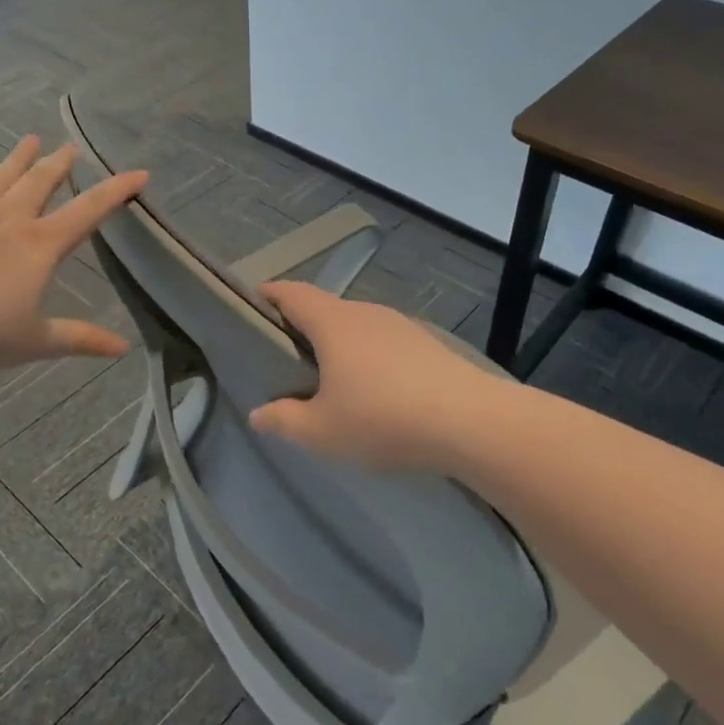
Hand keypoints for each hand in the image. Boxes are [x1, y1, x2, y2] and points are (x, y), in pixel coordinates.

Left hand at [0, 135, 145, 368]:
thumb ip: (80, 339)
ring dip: (15, 162)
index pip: (87, 211)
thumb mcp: (37, 340)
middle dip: (59, 164)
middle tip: (71, 147)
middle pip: (39, 184)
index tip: (139, 173)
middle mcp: (8, 224)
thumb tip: (123, 347)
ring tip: (29, 140)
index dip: (116, 191)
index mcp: (39, 246)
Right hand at [248, 282, 506, 472]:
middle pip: (324, 308)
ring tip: (328, 375)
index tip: (254, 299)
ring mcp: (400, 326)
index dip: (270, 293)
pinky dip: (366, 355)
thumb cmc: (383, 419)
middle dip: (302, 323)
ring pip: (356, 325)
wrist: (470, 421)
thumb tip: (258, 413)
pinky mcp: (426, 344)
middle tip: (285, 352)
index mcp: (333, 324)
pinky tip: (373, 388)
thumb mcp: (322, 431)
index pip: (293, 294)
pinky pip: (382, 341)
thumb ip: (284, 420)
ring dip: (337, 341)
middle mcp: (365, 313)